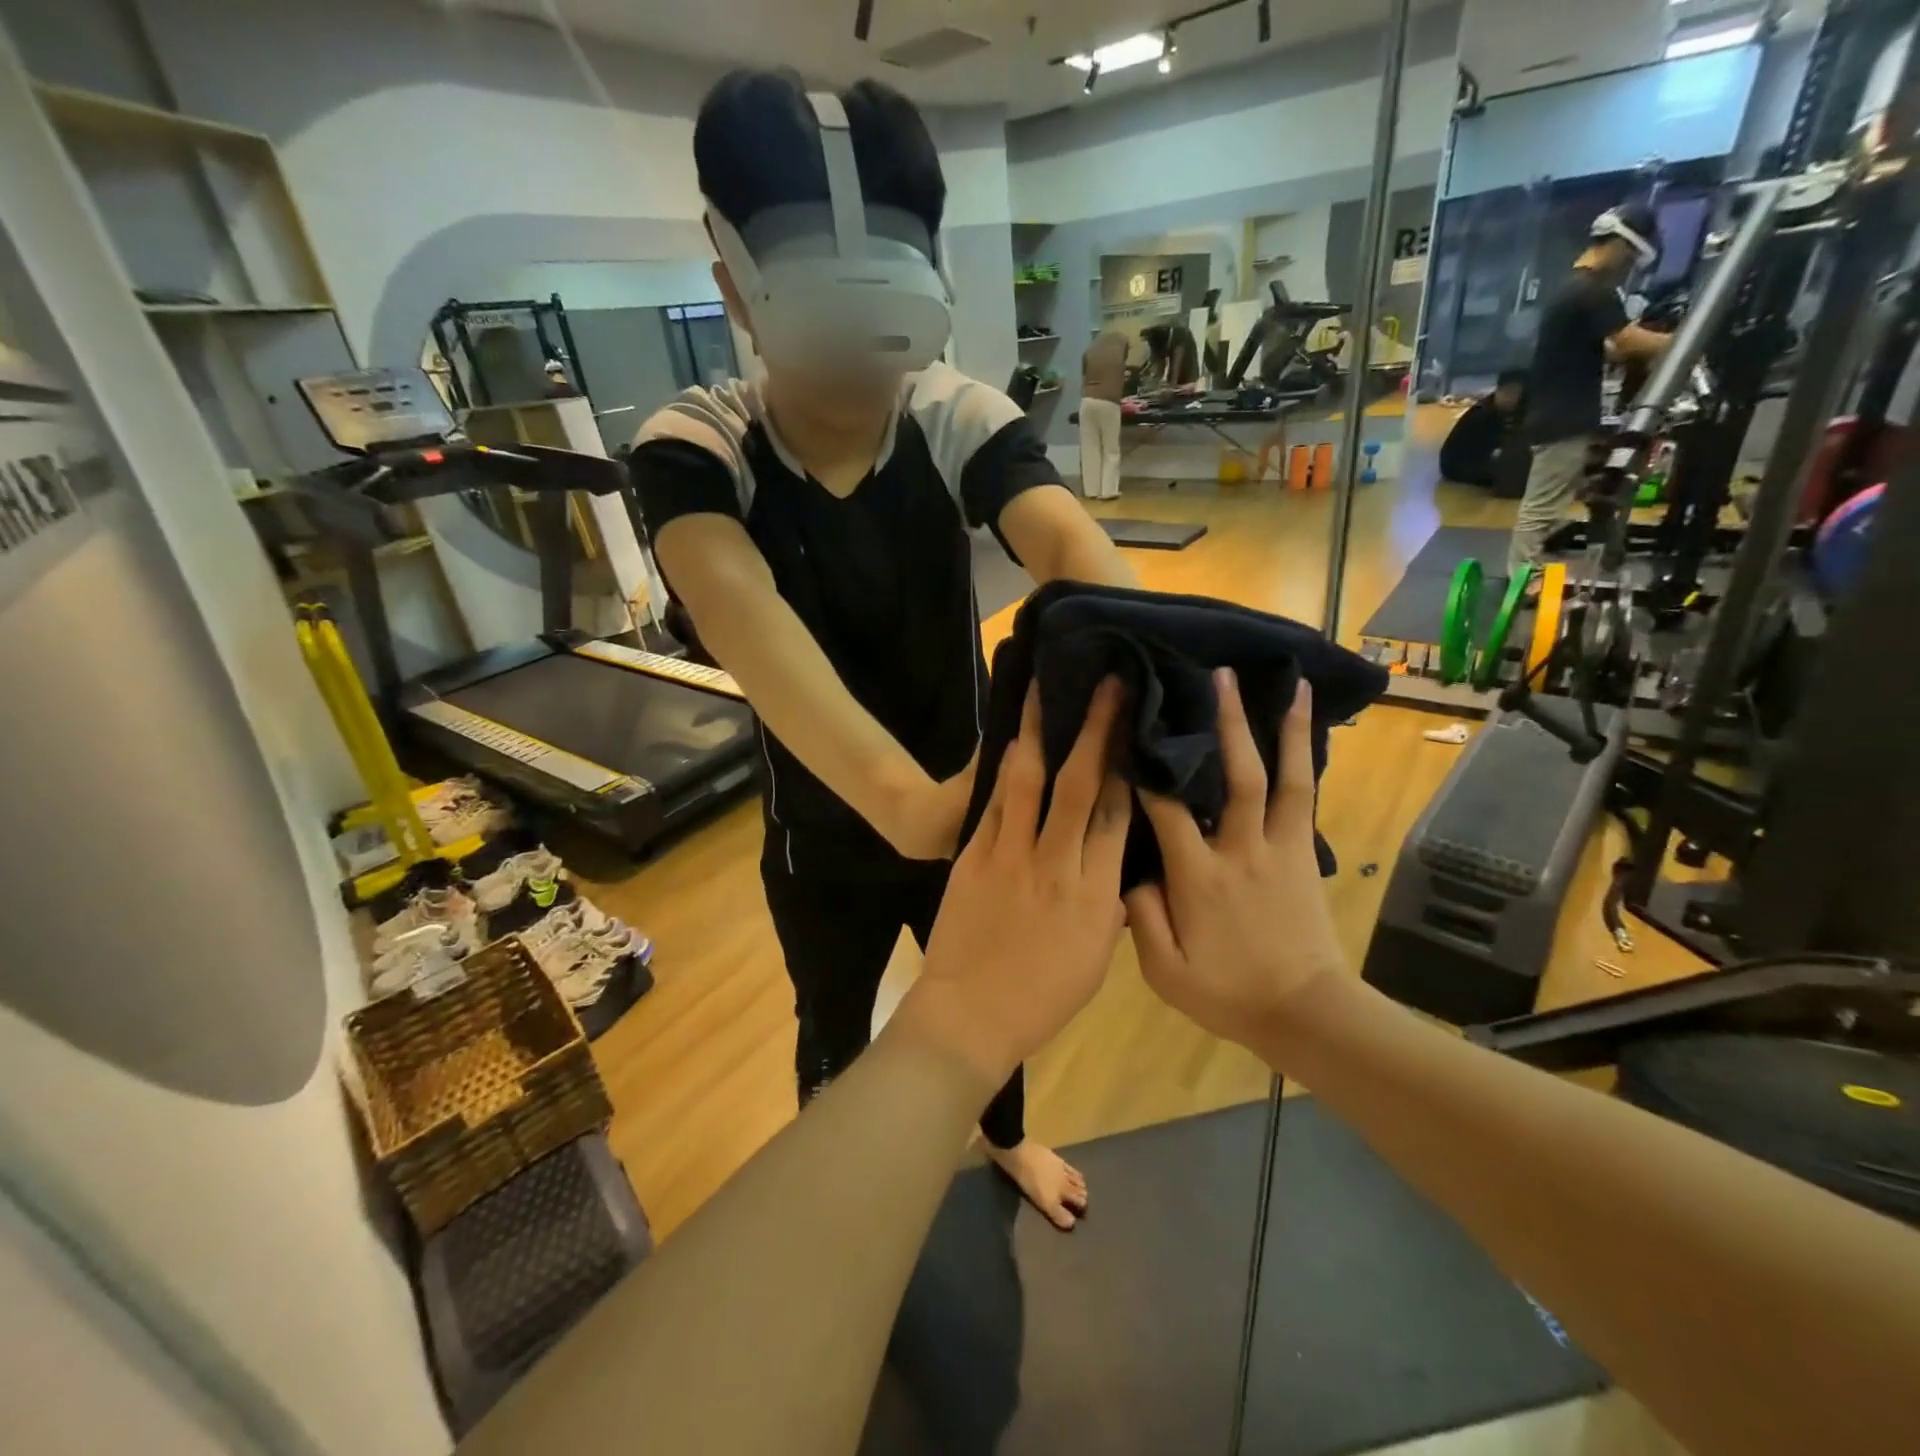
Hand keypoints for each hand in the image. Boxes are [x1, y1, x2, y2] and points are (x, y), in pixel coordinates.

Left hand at [893, 680, 1129, 1089]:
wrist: (969, 1015)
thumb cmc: (1042, 997)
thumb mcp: (1095, 957)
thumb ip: (1108, 902)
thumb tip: (1117, 860)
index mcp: (1095, 895)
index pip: (1115, 815)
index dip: (1126, 765)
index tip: (1135, 725)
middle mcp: (1056, 865)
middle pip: (1079, 785)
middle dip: (1095, 730)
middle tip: (1107, 684)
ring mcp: (1010, 856)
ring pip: (1030, 782)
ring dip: (1040, 731)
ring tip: (1046, 688)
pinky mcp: (973, 856)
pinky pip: (995, 803)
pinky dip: (1005, 769)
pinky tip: (1014, 740)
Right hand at [1126, 671, 1345, 1045]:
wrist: (1306, 1013)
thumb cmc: (1229, 993)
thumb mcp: (1166, 971)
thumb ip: (1141, 916)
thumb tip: (1129, 870)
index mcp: (1199, 876)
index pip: (1166, 809)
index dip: (1146, 768)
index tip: (1130, 728)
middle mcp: (1241, 850)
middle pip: (1234, 776)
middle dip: (1225, 723)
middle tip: (1216, 676)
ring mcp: (1279, 848)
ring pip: (1282, 778)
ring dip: (1282, 729)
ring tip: (1286, 683)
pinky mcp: (1303, 854)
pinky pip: (1305, 798)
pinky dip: (1305, 760)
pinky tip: (1304, 731)